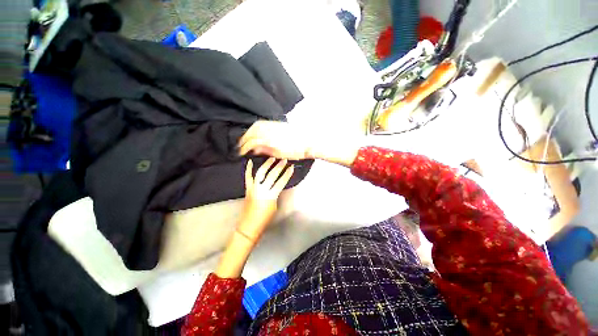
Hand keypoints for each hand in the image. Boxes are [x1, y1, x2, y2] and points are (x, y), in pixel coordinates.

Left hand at [237, 157, 294, 241]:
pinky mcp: (247, 189)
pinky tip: (250, 161)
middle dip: (279, 166)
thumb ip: (275, 193)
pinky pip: (247, 177)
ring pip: (260, 173)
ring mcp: (253, 188)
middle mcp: (261, 190)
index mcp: (270, 196)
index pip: (281, 182)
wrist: (249, 226)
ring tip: (272, 158)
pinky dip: (248, 169)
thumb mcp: (274, 205)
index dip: (287, 174)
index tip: (291, 167)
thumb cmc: (265, 218)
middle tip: (284, 160)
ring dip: (267, 164)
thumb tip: (277, 184)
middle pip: (272, 175)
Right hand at [238, 121, 311, 159]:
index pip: (252, 142)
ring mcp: (273, 126)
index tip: (240, 152)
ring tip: (245, 138)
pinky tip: (254, 130)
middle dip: (243, 139)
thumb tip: (254, 150)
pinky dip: (255, 126)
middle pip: (252, 133)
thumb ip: (265, 151)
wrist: (307, 142)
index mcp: (270, 141)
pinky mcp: (277, 123)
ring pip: (256, 126)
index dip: (244, 147)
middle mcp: (270, 131)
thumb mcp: (280, 154)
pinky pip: (262, 123)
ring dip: (248, 132)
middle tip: (240, 145)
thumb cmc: (295, 151)